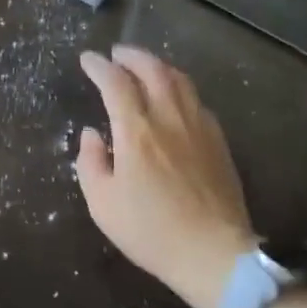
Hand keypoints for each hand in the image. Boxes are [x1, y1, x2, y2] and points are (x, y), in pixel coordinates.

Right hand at [75, 47, 259, 307]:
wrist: (213, 253)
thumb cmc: (150, 231)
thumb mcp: (102, 204)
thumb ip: (90, 162)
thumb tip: (91, 134)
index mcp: (137, 131)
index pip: (115, 83)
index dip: (99, 67)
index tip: (88, 59)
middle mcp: (169, 118)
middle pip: (152, 69)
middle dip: (131, 56)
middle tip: (116, 54)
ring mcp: (199, 126)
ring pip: (179, 80)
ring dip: (158, 66)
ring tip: (144, 67)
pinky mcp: (218, 140)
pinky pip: (197, 100)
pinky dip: (179, 88)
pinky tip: (174, 98)